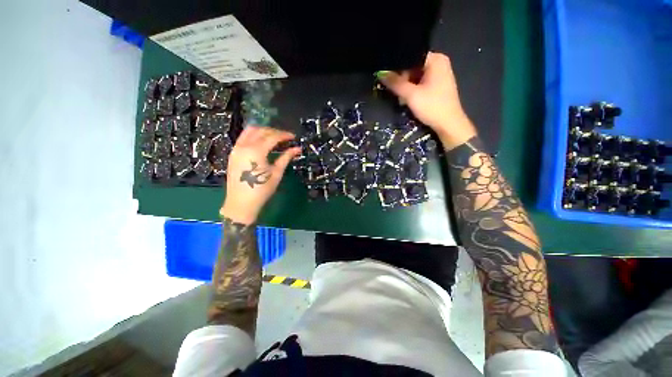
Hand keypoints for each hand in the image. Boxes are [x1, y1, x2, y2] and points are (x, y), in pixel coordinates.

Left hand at [220, 126, 300, 224]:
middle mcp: (244, 146)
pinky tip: (262, 143)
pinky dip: (254, 136)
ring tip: (274, 138)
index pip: (272, 136)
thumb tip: (297, 149)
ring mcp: (236, 149)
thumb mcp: (276, 173)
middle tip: (285, 138)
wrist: (241, 203)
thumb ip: (286, 157)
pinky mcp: (233, 153)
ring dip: (263, 131)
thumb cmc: (261, 189)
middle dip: (274, 131)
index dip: (284, 135)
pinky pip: (243, 138)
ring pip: (249, 131)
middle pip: (260, 130)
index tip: (293, 137)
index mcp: (256, 151)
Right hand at [378, 52, 476, 149]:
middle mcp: (439, 63)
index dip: (397, 66)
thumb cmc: (431, 107)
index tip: (386, 77)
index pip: (411, 56)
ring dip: (406, 86)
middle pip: (413, 66)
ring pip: (416, 76)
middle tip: (393, 90)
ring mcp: (440, 74)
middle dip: (402, 78)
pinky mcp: (438, 85)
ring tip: (400, 96)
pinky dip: (413, 89)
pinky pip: (421, 82)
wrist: (448, 124)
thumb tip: (380, 73)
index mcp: (436, 59)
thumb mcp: (411, 95)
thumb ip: (395, 83)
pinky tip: (408, 99)